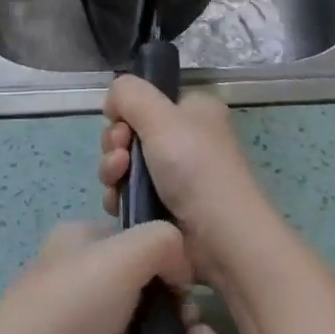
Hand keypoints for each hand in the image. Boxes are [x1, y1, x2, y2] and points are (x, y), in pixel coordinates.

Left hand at [0, 221, 217, 333]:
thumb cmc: (70, 308)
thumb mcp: (121, 255)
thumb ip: (162, 242)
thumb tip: (182, 264)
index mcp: (82, 244)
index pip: (135, 238)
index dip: (167, 254)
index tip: (190, 276)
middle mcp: (85, 285)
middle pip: (146, 290)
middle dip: (178, 305)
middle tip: (193, 323)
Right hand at [99, 75, 280, 285]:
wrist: (222, 240)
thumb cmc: (196, 168)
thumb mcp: (161, 116)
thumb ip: (129, 93)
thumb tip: (112, 100)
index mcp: (194, 111)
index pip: (148, 100)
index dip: (127, 111)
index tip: (120, 125)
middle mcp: (186, 139)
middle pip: (131, 132)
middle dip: (115, 144)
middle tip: (120, 157)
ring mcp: (176, 177)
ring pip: (126, 164)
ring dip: (113, 171)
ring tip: (117, 181)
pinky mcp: (164, 209)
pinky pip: (129, 194)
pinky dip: (118, 197)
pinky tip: (118, 204)